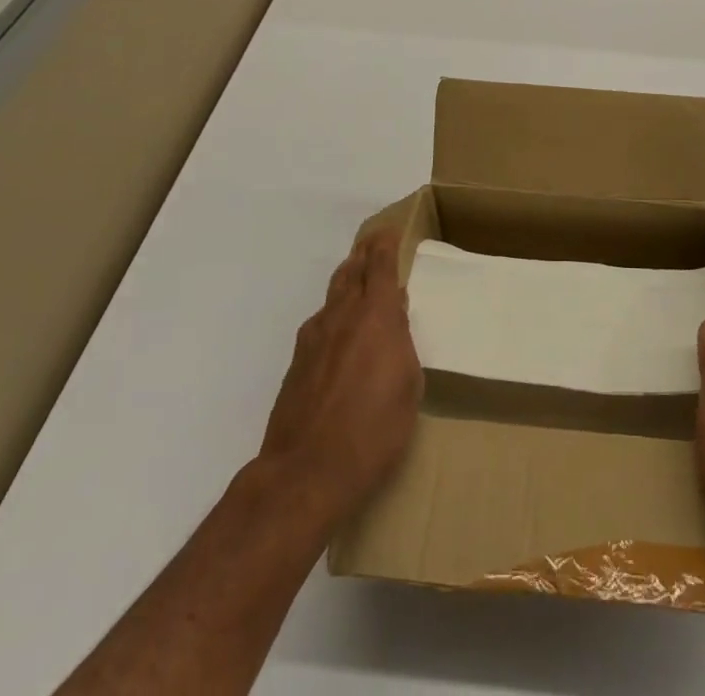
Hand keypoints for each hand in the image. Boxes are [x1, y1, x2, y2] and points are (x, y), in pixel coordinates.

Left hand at [258, 229, 421, 530]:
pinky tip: (339, 333)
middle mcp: (342, 316)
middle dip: (363, 254)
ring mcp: (313, 339)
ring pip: (332, 296)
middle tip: (374, 245)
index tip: (390, 230)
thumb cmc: (374, 430)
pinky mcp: (296, 364)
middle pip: (351, 272)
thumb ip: (402, 342)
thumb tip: (394, 315)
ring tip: (357, 281)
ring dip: (347, 282)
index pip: (380, 265)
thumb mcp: (408, 385)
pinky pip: (319, 324)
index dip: (385, 244)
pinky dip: (333, 315)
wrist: (305, 473)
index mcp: (376, 316)